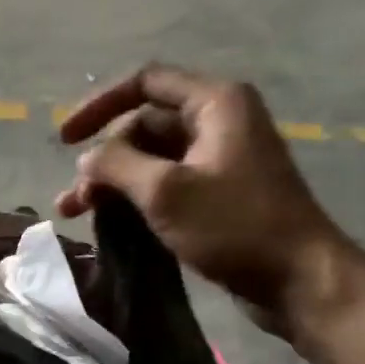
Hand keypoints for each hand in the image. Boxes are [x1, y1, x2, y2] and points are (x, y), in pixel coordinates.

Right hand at [55, 63, 354, 335]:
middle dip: (104, 159)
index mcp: (215, 102)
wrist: (299, 280)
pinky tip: (109, 222)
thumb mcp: (165, 191)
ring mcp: (219, 159)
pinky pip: (166, 184)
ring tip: (77, 213)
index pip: (144, 83)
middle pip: (144, 126)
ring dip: (113, 182)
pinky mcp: (218, 194)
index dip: (98, 105)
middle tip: (75, 200)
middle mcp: (218, 121)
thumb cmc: (235, 226)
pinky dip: (136, 198)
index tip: (65, 139)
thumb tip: (87, 158)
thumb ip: (116, 165)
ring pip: (151, 159)